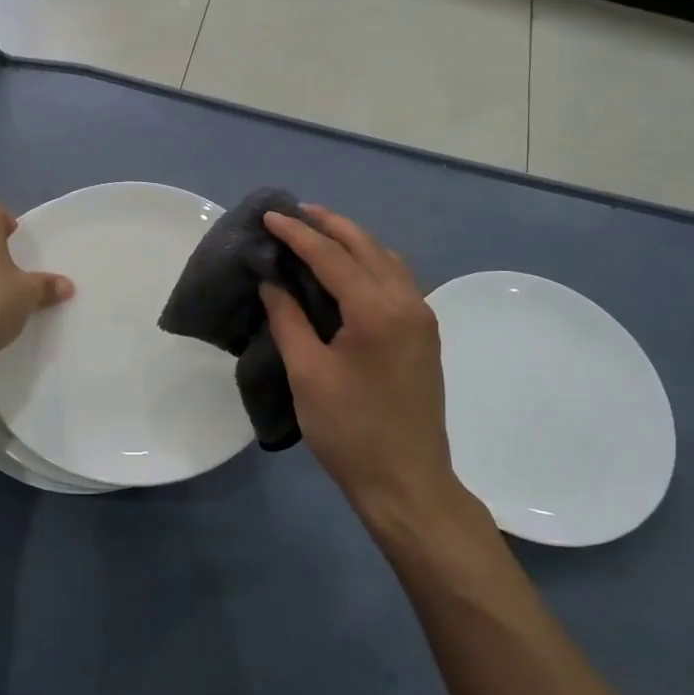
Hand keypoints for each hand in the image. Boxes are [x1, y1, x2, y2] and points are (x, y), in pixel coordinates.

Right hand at [261, 206, 459, 522]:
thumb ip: (288, 319)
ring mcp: (421, 317)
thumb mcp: (307, 374)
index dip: (297, 233)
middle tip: (293, 212)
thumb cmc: (349, 431)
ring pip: (386, 258)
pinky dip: (369, 262)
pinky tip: (346, 270)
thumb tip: (271, 281)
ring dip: (351, 240)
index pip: (331, 256)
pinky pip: (396, 279)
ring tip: (316, 234)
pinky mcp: (424, 333)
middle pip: (365, 246)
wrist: (407, 482)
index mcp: (377, 311)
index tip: (269, 215)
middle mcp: (407, 302)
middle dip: (328, 224)